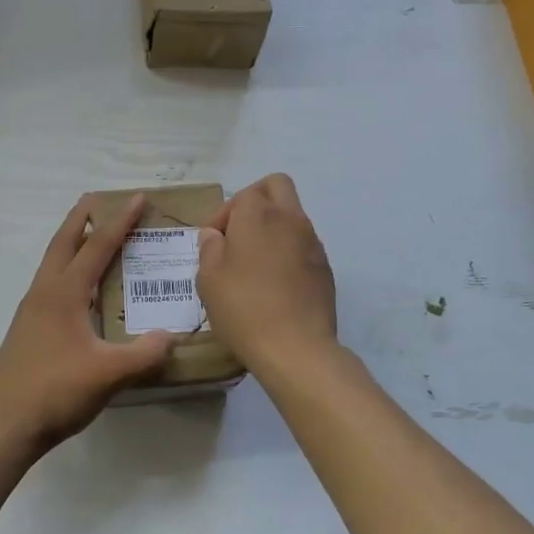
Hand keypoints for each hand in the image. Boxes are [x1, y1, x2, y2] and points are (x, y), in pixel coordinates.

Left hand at [0, 195, 174, 449]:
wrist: (3, 426)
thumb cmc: (55, 392)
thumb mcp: (108, 374)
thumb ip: (144, 354)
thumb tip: (172, 337)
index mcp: (63, 293)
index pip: (96, 246)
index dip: (119, 221)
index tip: (136, 198)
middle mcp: (44, 293)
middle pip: (63, 243)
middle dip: (81, 218)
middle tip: (98, 200)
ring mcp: (31, 311)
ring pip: (53, 264)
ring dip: (72, 244)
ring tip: (92, 238)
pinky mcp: (27, 330)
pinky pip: (51, 285)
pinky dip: (68, 271)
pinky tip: (81, 291)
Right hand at [196, 174, 337, 374]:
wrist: (296, 347)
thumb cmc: (244, 308)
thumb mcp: (209, 279)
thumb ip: (209, 249)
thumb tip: (215, 235)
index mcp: (258, 215)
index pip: (244, 194)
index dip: (224, 214)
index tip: (214, 242)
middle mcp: (290, 219)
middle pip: (277, 186)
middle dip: (256, 201)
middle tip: (239, 233)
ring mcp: (312, 242)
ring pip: (293, 215)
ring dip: (273, 227)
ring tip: (255, 263)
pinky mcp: (325, 266)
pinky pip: (303, 244)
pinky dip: (288, 251)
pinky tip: (275, 283)